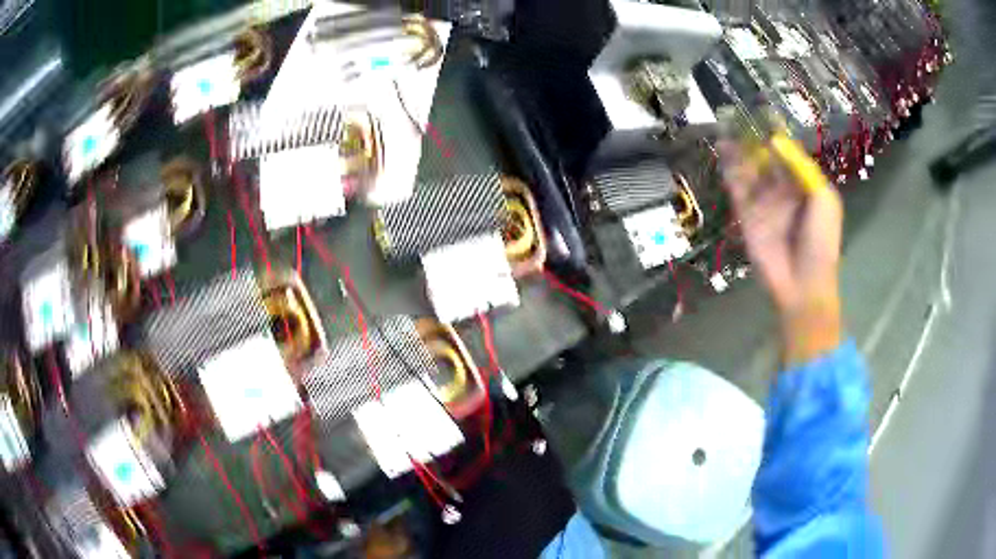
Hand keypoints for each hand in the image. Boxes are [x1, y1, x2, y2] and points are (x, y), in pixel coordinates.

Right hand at [718, 140, 843, 364]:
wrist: (804, 284)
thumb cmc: (822, 242)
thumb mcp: (824, 200)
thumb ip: (803, 169)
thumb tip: (776, 141)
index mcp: (803, 185)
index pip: (786, 154)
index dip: (774, 135)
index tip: (760, 115)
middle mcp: (782, 190)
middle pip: (764, 159)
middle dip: (751, 141)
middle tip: (735, 119)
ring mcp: (763, 203)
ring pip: (748, 172)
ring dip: (737, 153)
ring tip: (725, 132)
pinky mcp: (747, 217)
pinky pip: (737, 191)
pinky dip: (730, 174)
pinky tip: (723, 156)